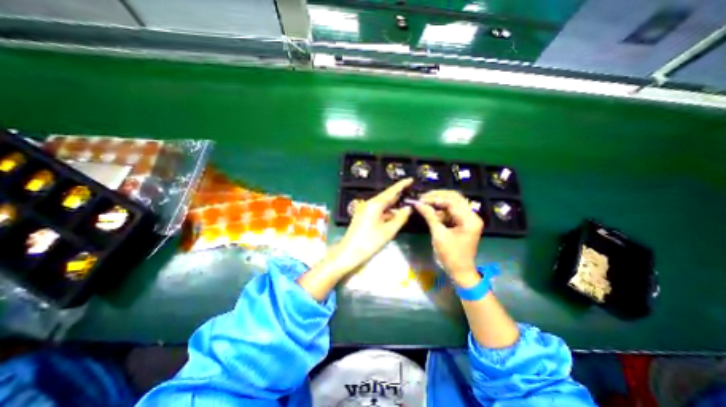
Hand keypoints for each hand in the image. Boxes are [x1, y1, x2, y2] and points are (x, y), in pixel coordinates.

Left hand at [334, 178, 413, 273]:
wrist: (348, 253)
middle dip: (399, 195)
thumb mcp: (388, 231)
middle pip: (386, 197)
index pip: (391, 191)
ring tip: (407, 203)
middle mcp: (369, 204)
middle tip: (412, 192)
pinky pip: (378, 210)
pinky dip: (387, 211)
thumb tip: (409, 208)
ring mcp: (365, 210)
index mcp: (375, 204)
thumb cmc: (369, 242)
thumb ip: (400, 218)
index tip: (411, 179)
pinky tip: (395, 214)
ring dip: (393, 204)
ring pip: (382, 204)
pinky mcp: (363, 216)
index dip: (402, 185)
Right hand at [415, 189, 479, 286]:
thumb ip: (430, 216)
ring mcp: (467, 218)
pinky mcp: (462, 222)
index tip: (421, 199)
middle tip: (423, 197)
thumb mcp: (439, 235)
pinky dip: (440, 210)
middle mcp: (471, 216)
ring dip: (438, 202)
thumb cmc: (451, 255)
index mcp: (470, 219)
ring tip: (424, 203)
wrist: (460, 271)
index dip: (435, 198)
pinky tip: (430, 210)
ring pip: (452, 203)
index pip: (452, 202)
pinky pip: (450, 211)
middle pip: (454, 198)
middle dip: (437, 196)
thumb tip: (417, 203)